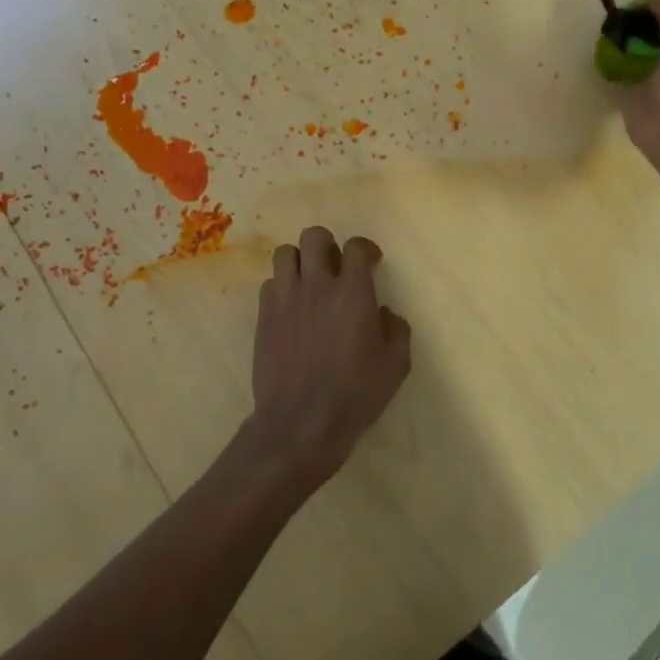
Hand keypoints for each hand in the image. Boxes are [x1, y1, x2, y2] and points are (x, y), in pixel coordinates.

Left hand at [245, 226, 411, 490]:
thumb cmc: (355, 394)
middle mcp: (317, 285)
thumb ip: (396, 329)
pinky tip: (292, 308)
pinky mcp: (263, 317)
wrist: (300, 423)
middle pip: (315, 236)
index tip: (371, 262)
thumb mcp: (396, 365)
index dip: (365, 249)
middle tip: (336, 268)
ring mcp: (285, 299)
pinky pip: (270, 284)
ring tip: (309, 283)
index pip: (356, 246)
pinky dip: (282, 288)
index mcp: (353, 292)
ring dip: (300, 261)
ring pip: (285, 253)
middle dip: (328, 245)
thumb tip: (384, 313)